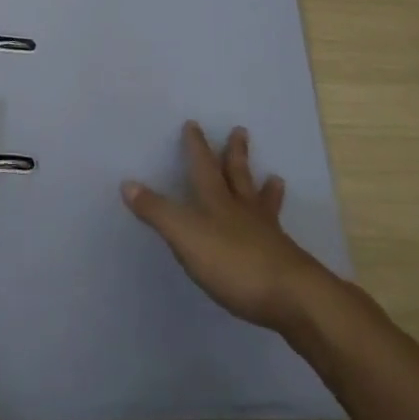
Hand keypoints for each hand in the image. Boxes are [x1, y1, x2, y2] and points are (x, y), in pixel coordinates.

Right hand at [122, 122, 332, 333]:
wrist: (291, 295)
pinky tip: (282, 231)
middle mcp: (242, 210)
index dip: (196, 146)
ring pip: (262, 203)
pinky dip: (277, 223)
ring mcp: (266, 233)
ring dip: (266, 188)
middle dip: (235, 154)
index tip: (193, 124)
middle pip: (238, 176)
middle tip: (240, 131)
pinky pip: (277, 232)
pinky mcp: (283, 259)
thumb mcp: (186, 236)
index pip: (203, 166)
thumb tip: (127, 182)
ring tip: (275, 177)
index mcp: (217, 201)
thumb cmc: (233, 262)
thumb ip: (157, 212)